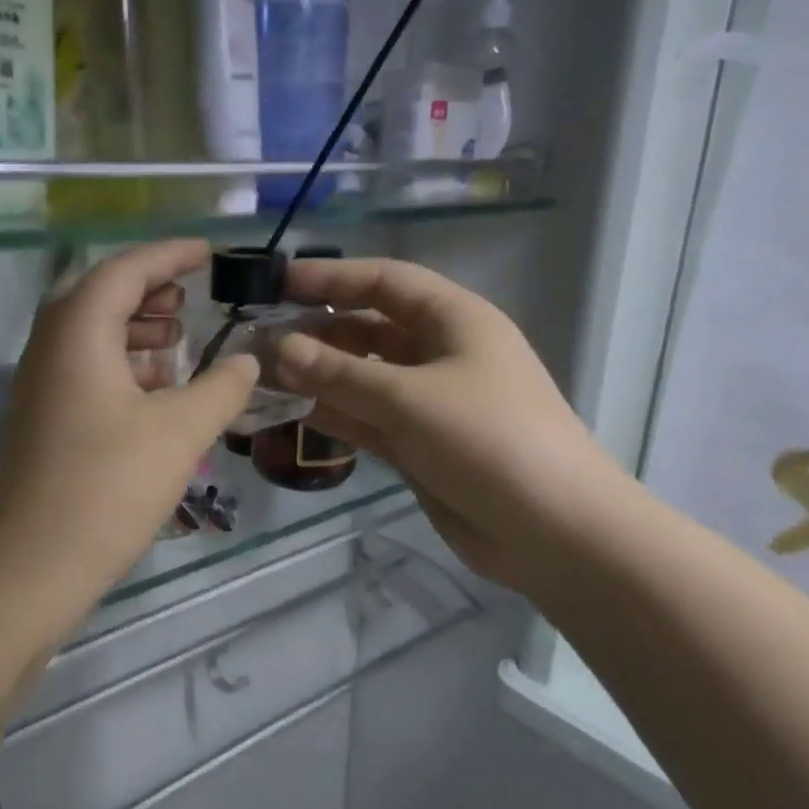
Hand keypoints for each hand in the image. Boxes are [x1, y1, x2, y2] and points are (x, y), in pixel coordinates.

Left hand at [0, 240, 259, 609]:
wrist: (33, 566)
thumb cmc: (109, 487)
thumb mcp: (181, 431)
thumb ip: (222, 387)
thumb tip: (248, 359)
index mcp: (77, 333)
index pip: (125, 269)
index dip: (170, 254)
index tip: (208, 252)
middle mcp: (48, 348)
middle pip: (98, 296)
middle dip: (148, 289)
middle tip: (190, 297)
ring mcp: (38, 387)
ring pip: (88, 336)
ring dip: (133, 329)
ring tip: (177, 340)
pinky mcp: (40, 421)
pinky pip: (82, 370)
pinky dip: (119, 365)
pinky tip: (153, 392)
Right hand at [274, 256, 624, 591]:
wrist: (552, 531)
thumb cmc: (488, 441)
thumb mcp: (408, 398)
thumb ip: (338, 374)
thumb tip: (278, 347)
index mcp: (454, 321)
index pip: (385, 282)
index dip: (332, 277)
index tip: (277, 284)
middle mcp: (439, 354)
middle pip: (368, 329)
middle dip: (316, 332)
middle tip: (257, 341)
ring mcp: (427, 403)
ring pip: (361, 378)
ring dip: (316, 376)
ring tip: (260, 377)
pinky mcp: (417, 445)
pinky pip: (364, 419)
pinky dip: (331, 415)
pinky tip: (288, 413)